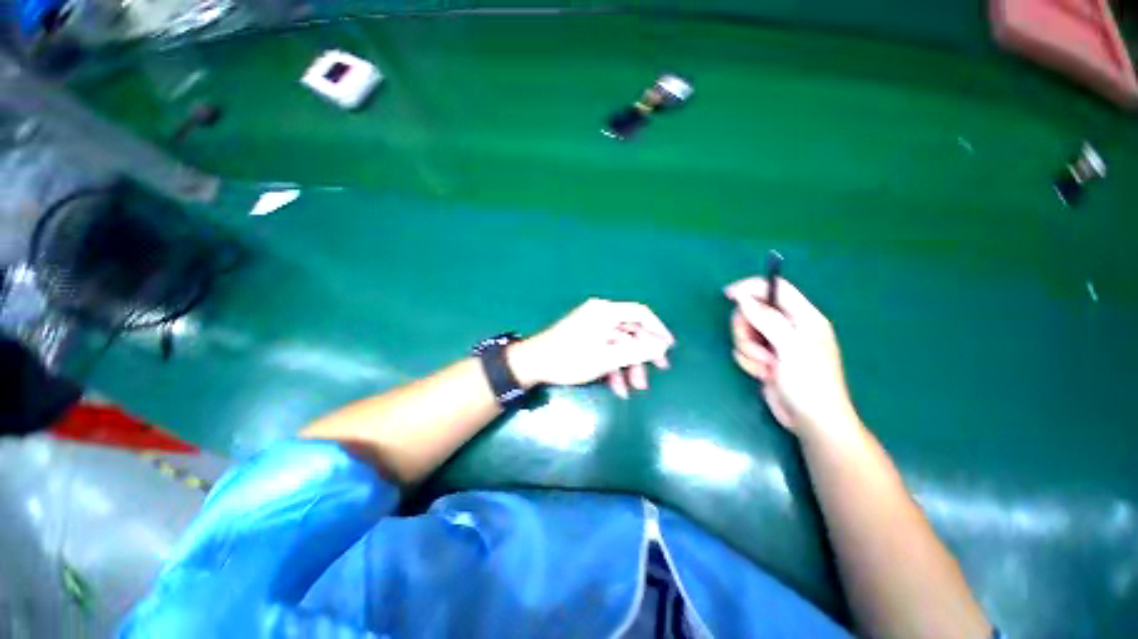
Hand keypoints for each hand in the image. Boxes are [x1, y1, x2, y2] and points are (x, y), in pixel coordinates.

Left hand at [507, 298, 674, 398]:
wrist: (533, 363)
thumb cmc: (571, 358)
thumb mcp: (607, 358)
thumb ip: (637, 351)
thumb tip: (661, 347)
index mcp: (606, 311)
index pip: (640, 313)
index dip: (658, 329)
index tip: (669, 348)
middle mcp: (600, 314)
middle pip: (631, 331)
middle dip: (643, 354)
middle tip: (657, 371)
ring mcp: (592, 326)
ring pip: (619, 344)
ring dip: (628, 365)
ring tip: (633, 388)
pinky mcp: (585, 338)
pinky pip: (606, 349)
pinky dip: (613, 366)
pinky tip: (616, 387)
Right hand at [724, 277, 857, 436]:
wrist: (810, 420)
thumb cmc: (809, 382)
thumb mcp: (790, 347)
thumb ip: (767, 319)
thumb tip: (742, 297)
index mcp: (803, 317)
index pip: (775, 288)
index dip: (751, 287)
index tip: (728, 295)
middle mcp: (788, 326)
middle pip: (752, 310)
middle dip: (746, 329)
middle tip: (756, 347)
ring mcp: (774, 342)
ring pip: (744, 331)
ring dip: (748, 350)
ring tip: (765, 366)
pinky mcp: (764, 357)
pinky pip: (743, 349)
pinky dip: (749, 361)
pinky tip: (764, 374)